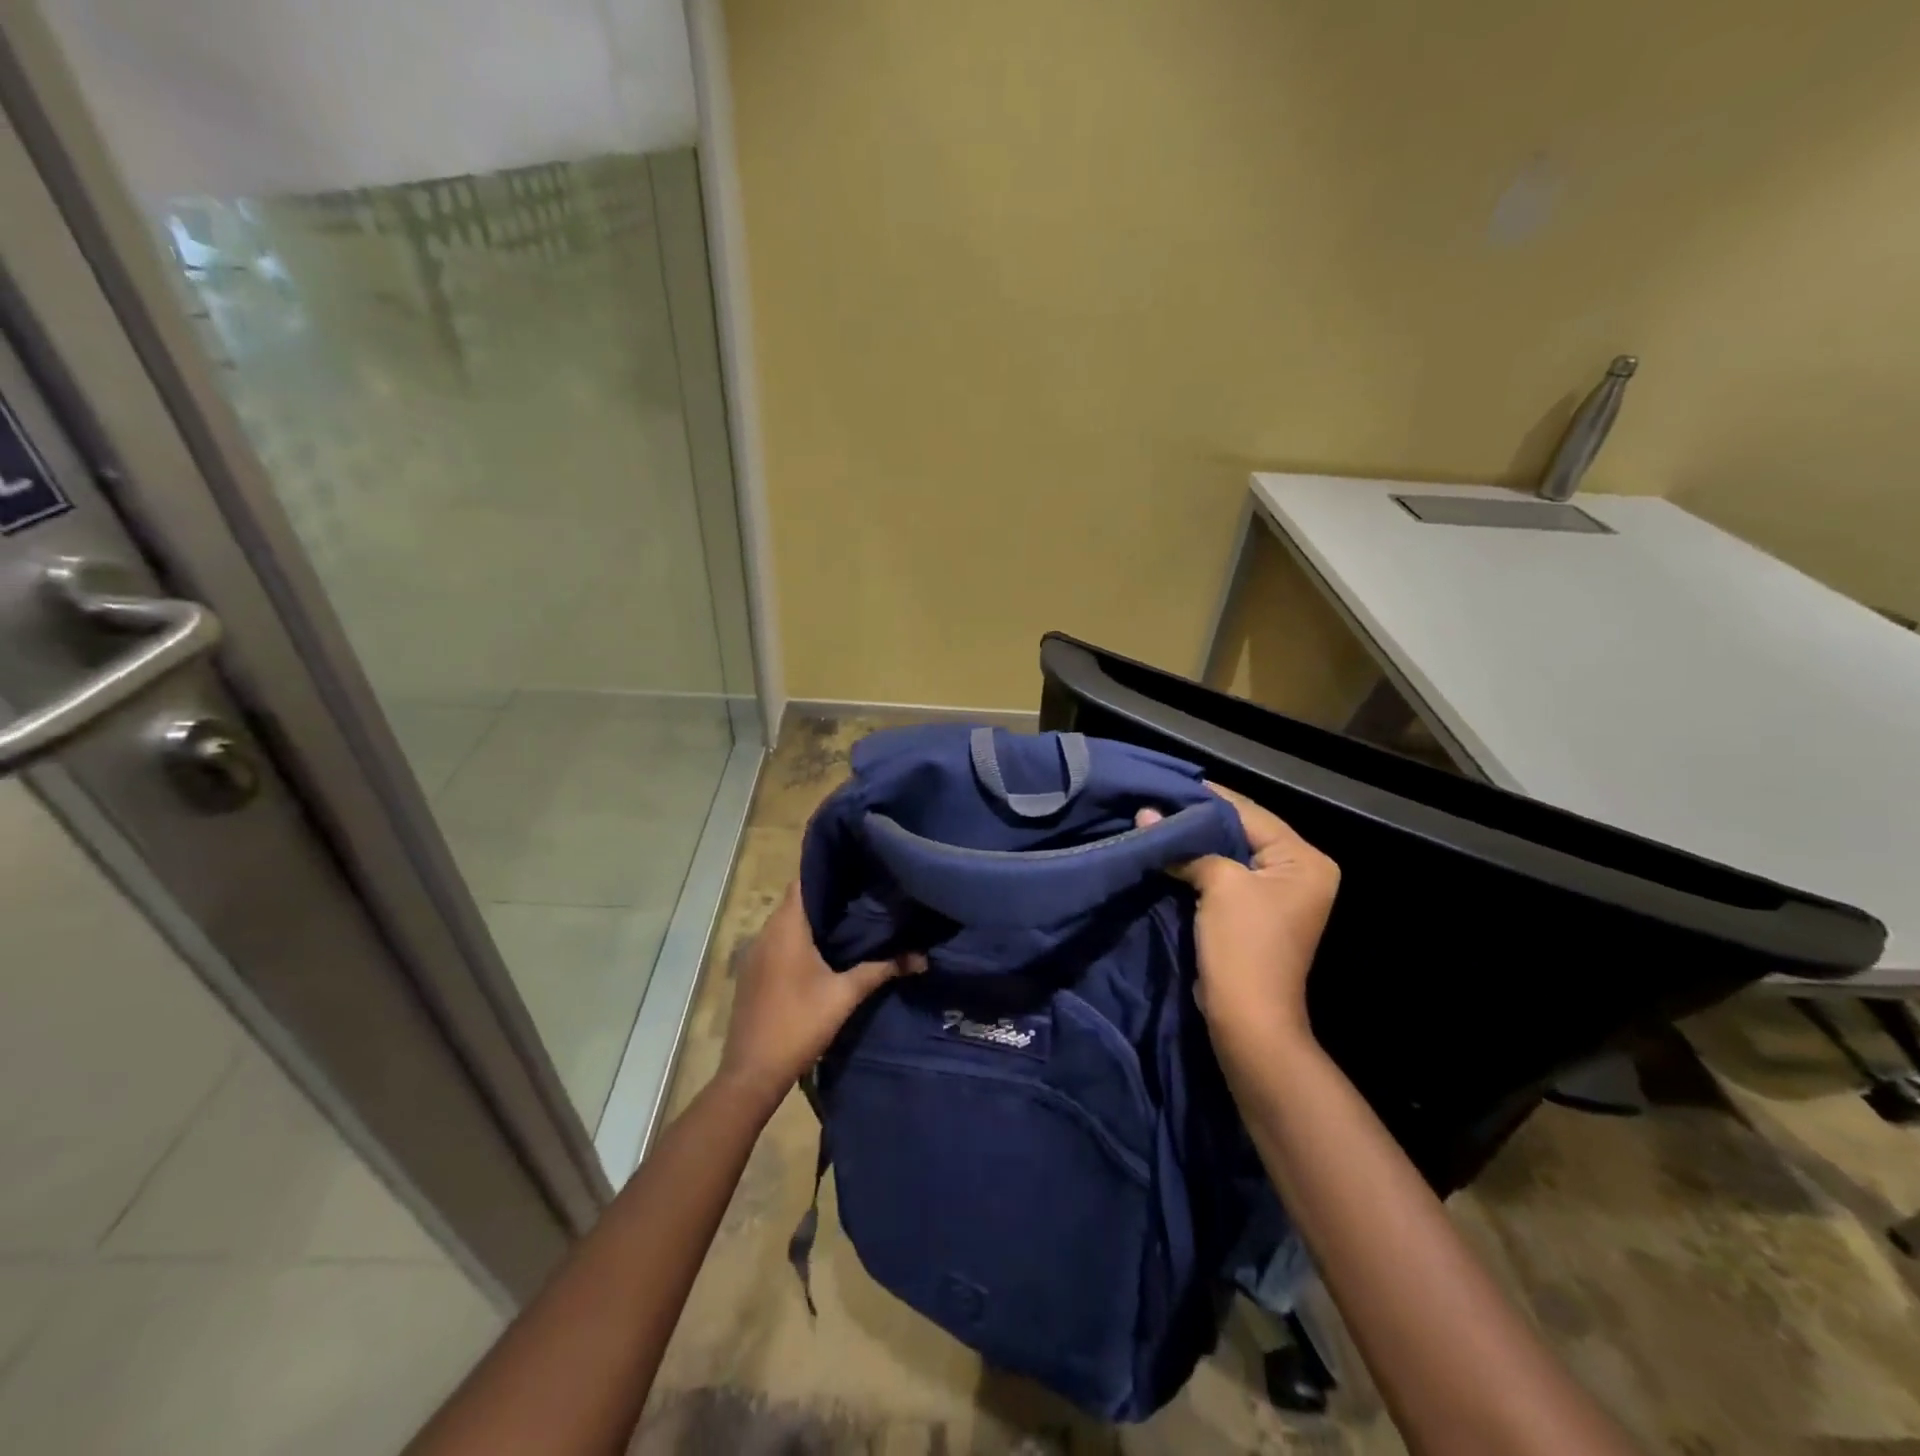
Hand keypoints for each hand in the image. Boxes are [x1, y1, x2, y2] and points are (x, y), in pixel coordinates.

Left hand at [717, 883, 920, 1107]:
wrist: (753, 1073)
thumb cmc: (799, 1024)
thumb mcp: (846, 995)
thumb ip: (882, 970)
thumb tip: (921, 957)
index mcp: (785, 928)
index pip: (804, 881)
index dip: (828, 870)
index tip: (856, 867)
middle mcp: (765, 933)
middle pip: (796, 901)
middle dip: (826, 897)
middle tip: (862, 893)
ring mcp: (754, 954)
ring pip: (785, 923)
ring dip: (812, 920)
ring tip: (849, 919)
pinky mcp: (752, 973)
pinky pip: (777, 943)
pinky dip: (798, 940)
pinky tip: (823, 952)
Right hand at [1137, 783, 1339, 1058]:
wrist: (1247, 1019)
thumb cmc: (1244, 945)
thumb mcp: (1220, 884)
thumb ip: (1186, 846)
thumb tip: (1145, 815)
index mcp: (1304, 859)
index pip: (1249, 813)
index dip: (1206, 798)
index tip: (1166, 782)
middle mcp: (1297, 872)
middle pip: (1239, 832)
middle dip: (1195, 820)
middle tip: (1155, 801)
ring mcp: (1275, 895)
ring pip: (1227, 854)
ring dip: (1192, 843)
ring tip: (1153, 820)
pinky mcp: (1252, 913)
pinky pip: (1222, 876)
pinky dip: (1195, 865)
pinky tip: (1165, 851)